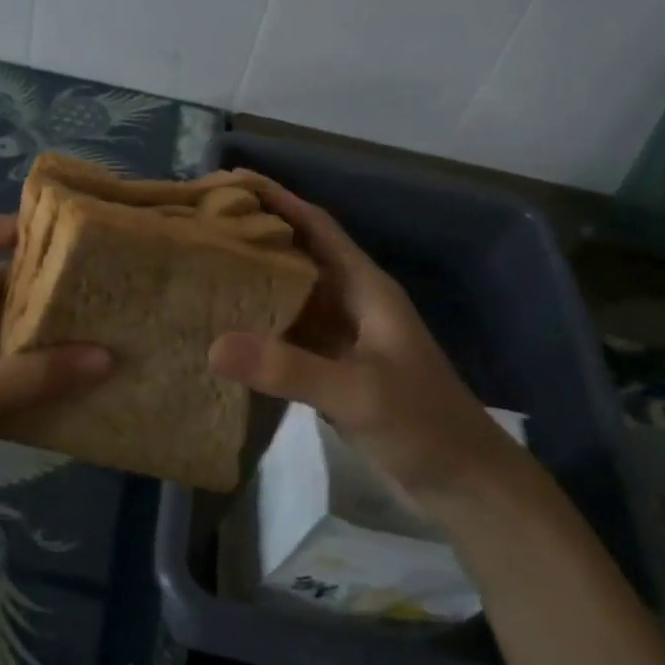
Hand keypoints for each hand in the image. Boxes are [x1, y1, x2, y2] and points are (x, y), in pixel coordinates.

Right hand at [207, 174, 523, 500]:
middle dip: (255, 234)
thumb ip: (288, 369)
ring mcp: (341, 337)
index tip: (230, 181)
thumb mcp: (357, 392)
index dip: (277, 199)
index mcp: (365, 288)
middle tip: (200, 223)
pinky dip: (257, 324)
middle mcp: (351, 302)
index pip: (316, 225)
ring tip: (202, 266)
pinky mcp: (332, 367)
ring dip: (253, 278)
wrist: (464, 482)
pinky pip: (287, 332)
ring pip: (290, 293)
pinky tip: (224, 328)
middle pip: (297, 253)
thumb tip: (213, 345)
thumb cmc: (423, 423)